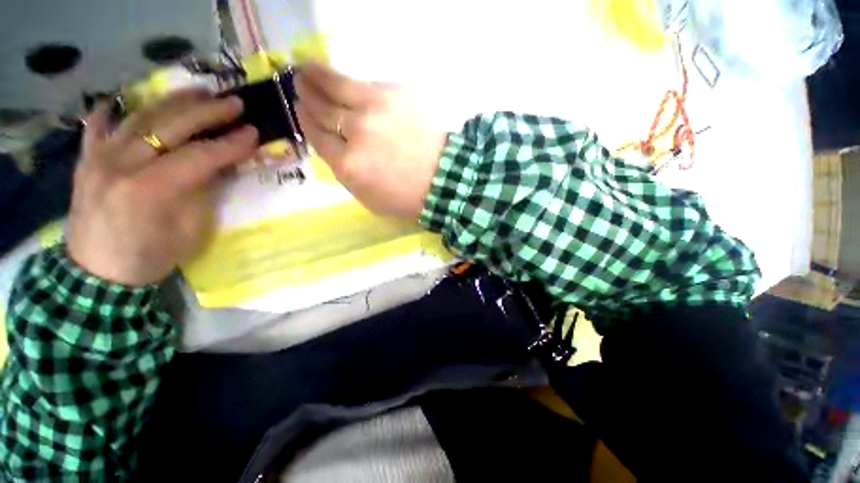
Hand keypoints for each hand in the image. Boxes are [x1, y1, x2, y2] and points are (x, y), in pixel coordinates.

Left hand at [66, 91, 258, 285]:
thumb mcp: (181, 242)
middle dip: (209, 111)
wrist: (95, 282)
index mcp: (148, 192)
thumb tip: (216, 167)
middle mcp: (124, 163)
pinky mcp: (86, 159)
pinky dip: (106, 112)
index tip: (253, 133)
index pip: (197, 157)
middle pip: (173, 124)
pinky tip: (116, 105)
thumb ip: (200, 199)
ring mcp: (101, 156)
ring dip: (173, 101)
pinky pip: (96, 125)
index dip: (228, 144)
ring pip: (142, 114)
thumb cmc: (140, 265)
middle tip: (234, 104)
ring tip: (196, 94)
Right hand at [294, 63, 446, 218]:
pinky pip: (366, 83)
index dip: (303, 117)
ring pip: (340, 86)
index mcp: (347, 162)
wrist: (445, 176)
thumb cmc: (401, 192)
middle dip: (307, 92)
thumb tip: (325, 134)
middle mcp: (358, 130)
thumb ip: (338, 163)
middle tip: (297, 79)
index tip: (297, 105)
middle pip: (323, 107)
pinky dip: (351, 82)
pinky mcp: (397, 92)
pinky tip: (342, 77)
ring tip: (309, 68)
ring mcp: (378, 107)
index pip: (316, 133)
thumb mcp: (360, 191)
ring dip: (320, 76)